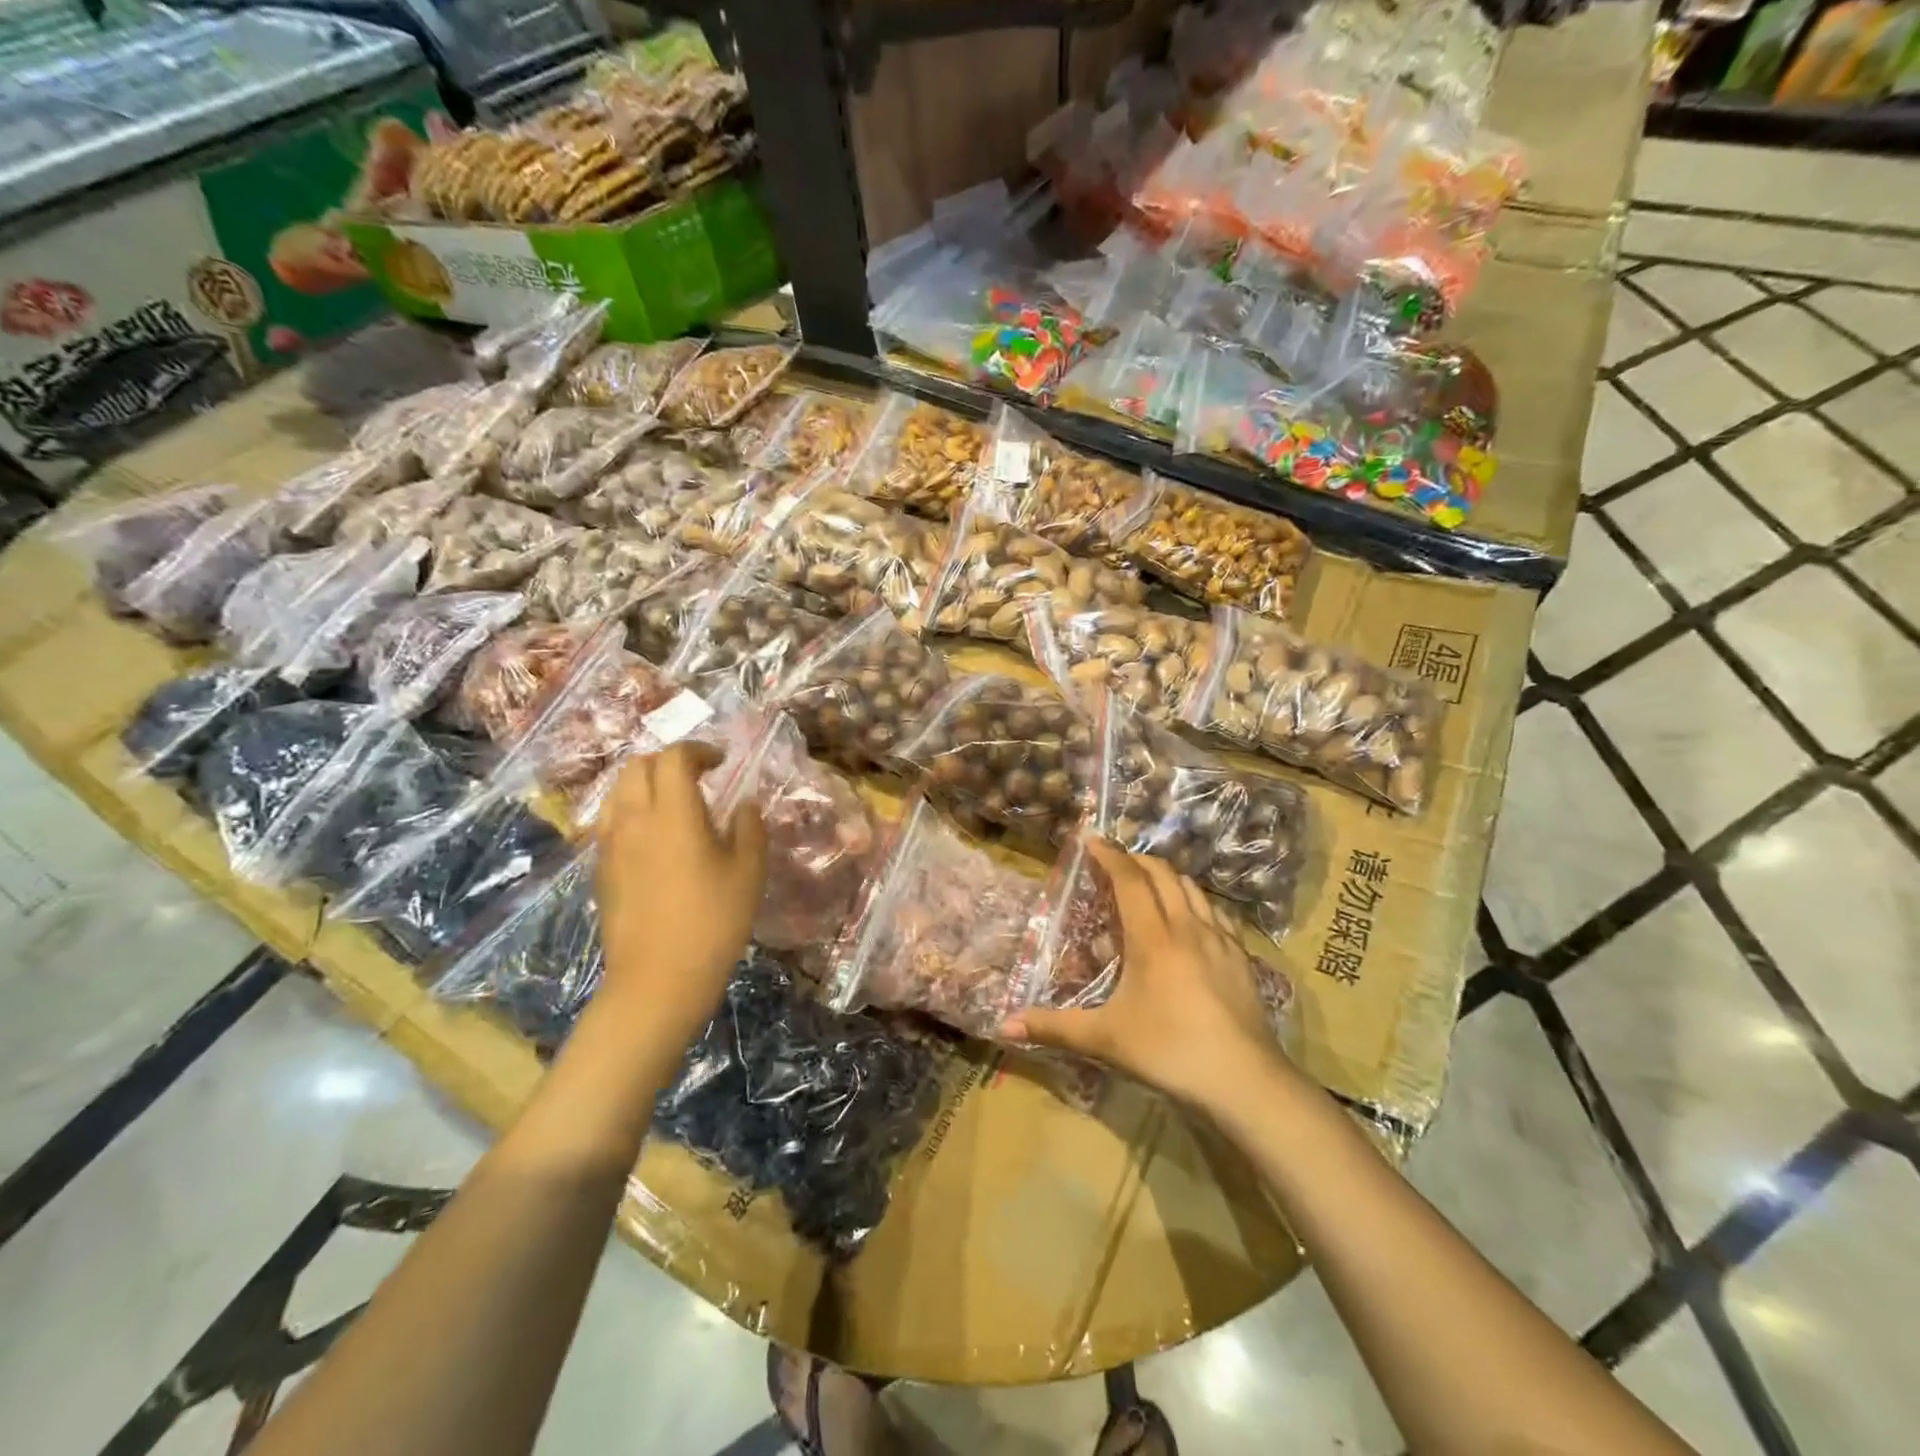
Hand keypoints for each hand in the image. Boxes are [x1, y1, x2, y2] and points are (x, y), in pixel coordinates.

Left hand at [593, 743, 766, 1053]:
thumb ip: (749, 828)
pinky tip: (655, 838)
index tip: (721, 762)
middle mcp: (634, 819)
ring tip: (673, 804)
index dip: (699, 750)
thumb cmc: (713, 922)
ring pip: (618, 791)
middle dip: (669, 762)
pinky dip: (632, 812)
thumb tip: (744, 805)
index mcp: (672, 813)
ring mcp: (611, 845)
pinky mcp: (601, 869)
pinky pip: (611, 821)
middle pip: (638, 766)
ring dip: (645, 784)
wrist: (657, 981)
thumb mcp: (749, 872)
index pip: (675, 758)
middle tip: (698, 778)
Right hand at [1002, 838, 1292, 1109]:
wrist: (1245, 1080)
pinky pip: (1216, 914)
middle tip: (1115, 864)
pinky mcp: (1241, 957)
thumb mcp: (1106, 1039)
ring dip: (1167, 877)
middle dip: (1136, 860)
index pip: (1129, 878)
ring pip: (1192, 889)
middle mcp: (1187, 926)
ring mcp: (1220, 939)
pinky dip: (1196, 903)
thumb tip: (1005, 1026)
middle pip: (1163, 873)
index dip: (1109, 854)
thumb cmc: (1169, 1050)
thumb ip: (1055, 1028)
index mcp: (1152, 936)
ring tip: (1149, 887)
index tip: (1092, 839)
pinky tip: (1191, 922)